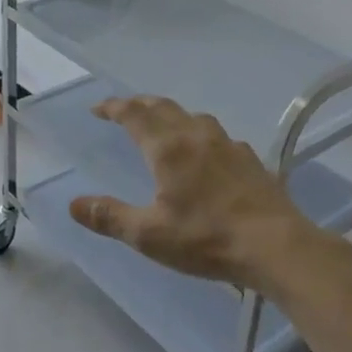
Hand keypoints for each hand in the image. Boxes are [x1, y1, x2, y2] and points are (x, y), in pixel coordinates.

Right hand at [69, 95, 351, 298]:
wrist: (277, 247)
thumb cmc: (207, 239)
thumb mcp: (149, 235)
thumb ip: (110, 216)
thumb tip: (73, 203)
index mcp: (167, 148)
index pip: (133, 114)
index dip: (113, 107)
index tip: (97, 109)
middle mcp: (196, 136)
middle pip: (163, 107)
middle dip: (139, 104)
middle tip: (123, 110)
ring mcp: (228, 145)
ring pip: (193, 117)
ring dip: (171, 114)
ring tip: (162, 126)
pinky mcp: (250, 160)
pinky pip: (217, 135)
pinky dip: (199, 134)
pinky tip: (206, 154)